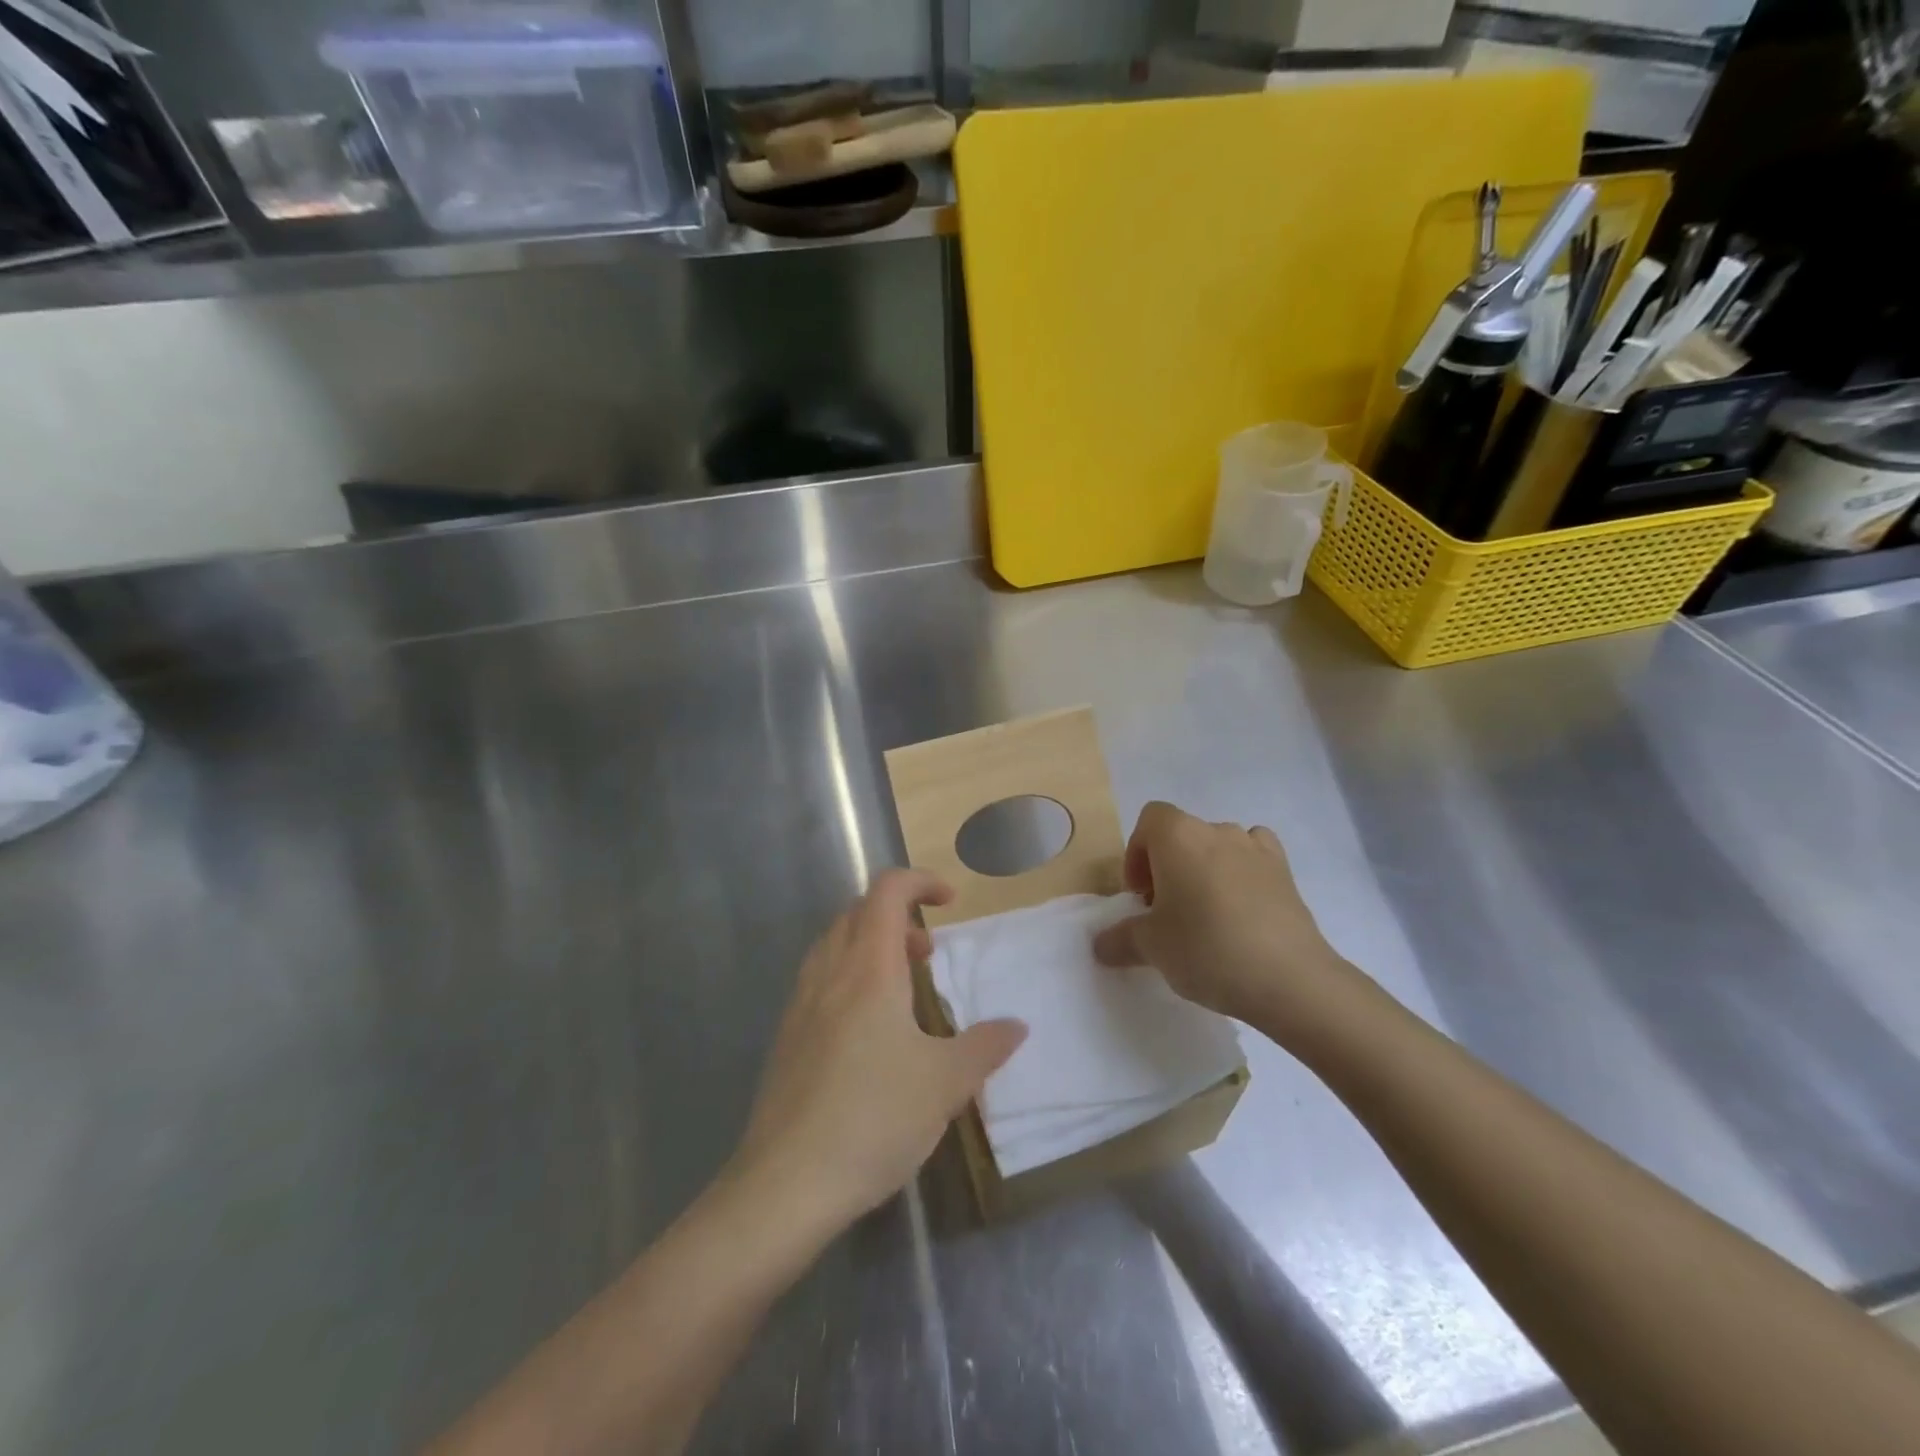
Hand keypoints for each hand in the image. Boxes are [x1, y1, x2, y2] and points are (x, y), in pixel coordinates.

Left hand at [730, 870, 1026, 1237]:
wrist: (785, 1185)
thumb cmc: (873, 1119)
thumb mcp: (945, 1084)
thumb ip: (984, 1047)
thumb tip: (1015, 1026)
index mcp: (869, 970)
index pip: (887, 892)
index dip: (920, 881)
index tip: (950, 902)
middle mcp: (830, 974)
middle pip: (857, 913)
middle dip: (898, 917)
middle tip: (929, 954)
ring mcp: (800, 1005)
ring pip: (833, 945)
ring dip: (870, 946)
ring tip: (901, 989)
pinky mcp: (786, 1039)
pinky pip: (819, 981)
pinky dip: (847, 978)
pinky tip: (866, 1032)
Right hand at [1092, 802, 1360, 1035]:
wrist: (1289, 978)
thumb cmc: (1206, 949)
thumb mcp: (1151, 948)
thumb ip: (1120, 939)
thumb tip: (1100, 945)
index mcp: (1178, 836)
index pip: (1149, 820)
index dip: (1137, 854)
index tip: (1141, 896)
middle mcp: (1216, 830)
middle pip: (1182, 834)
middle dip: (1168, 866)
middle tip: (1167, 912)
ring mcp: (1256, 848)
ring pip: (1218, 846)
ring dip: (1205, 869)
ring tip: (1205, 914)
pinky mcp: (1286, 872)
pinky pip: (1254, 857)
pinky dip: (1243, 872)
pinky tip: (1242, 907)